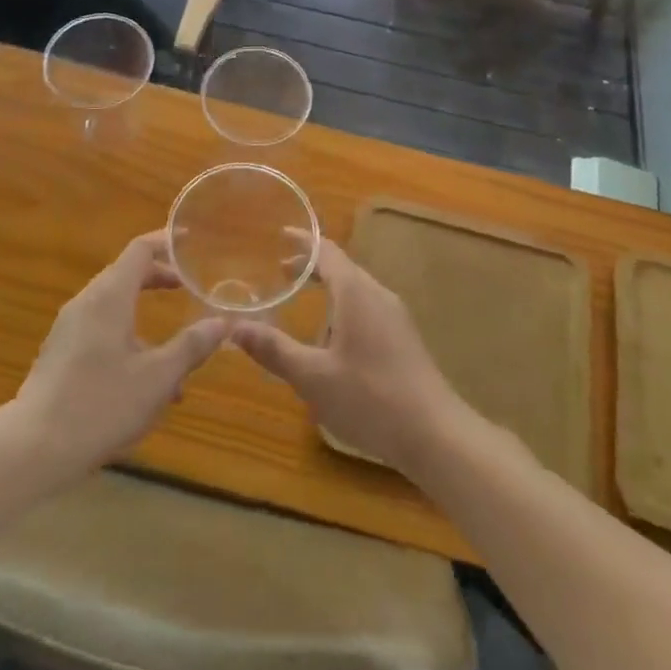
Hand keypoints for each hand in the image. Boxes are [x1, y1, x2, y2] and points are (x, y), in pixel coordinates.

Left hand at [13, 232, 228, 477]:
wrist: (31, 449)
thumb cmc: (100, 405)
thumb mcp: (157, 379)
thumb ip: (191, 347)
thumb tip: (221, 322)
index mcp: (110, 296)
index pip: (140, 250)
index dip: (166, 242)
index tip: (190, 242)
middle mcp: (87, 302)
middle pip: (126, 274)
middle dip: (159, 279)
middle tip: (188, 288)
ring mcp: (69, 328)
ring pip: (114, 307)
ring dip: (145, 318)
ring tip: (176, 355)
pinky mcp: (60, 354)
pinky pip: (100, 330)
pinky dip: (127, 338)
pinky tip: (144, 385)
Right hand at [232, 238, 470, 477]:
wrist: (436, 435)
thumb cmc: (370, 398)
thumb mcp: (313, 377)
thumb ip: (274, 350)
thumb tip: (234, 327)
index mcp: (355, 292)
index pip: (326, 252)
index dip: (303, 242)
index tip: (281, 235)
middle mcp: (377, 294)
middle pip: (342, 267)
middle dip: (311, 267)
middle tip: (281, 272)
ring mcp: (395, 316)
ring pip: (356, 289)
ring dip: (329, 288)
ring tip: (304, 303)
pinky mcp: (404, 339)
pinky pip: (367, 307)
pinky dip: (343, 306)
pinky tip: (335, 339)